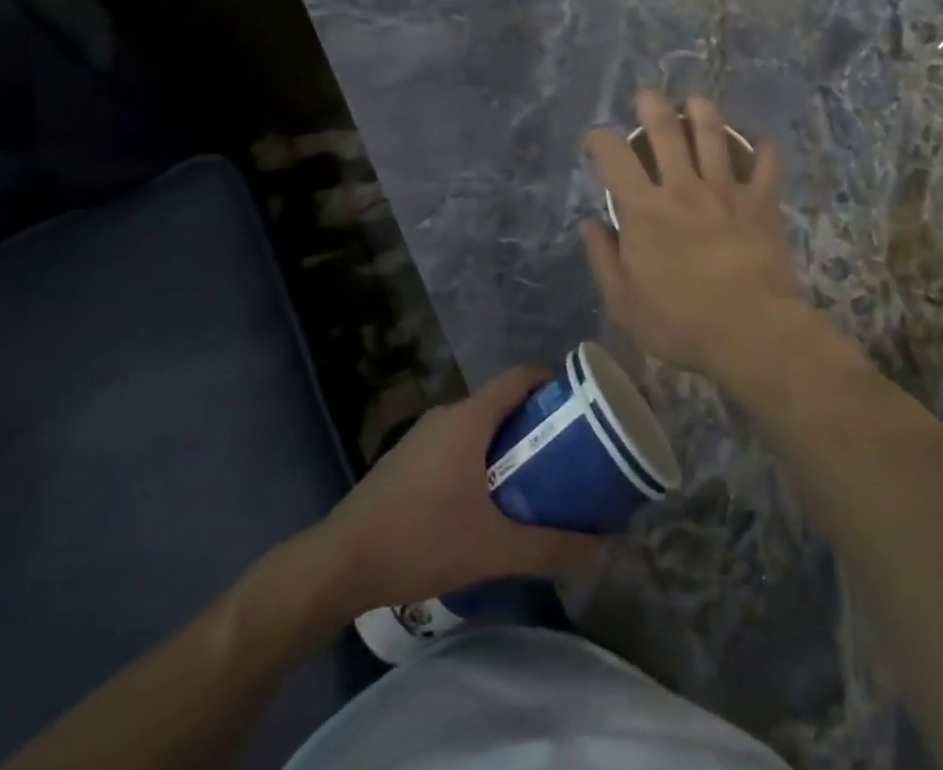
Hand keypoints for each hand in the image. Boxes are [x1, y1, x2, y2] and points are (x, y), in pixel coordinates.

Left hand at [320, 368, 608, 611]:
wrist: (337, 564)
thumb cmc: (420, 539)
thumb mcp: (493, 549)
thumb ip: (551, 549)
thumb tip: (605, 554)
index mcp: (469, 417)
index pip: (520, 377)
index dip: (552, 383)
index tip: (579, 407)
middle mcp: (446, 415)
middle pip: (501, 402)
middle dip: (534, 423)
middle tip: (562, 454)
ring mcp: (420, 437)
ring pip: (476, 426)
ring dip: (504, 445)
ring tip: (530, 481)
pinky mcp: (404, 462)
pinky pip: (453, 445)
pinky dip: (477, 459)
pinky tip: (481, 504)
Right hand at [581, 91, 804, 376]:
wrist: (750, 331)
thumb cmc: (680, 323)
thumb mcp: (624, 303)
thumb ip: (603, 259)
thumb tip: (588, 225)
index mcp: (644, 210)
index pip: (614, 157)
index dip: (600, 139)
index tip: (596, 139)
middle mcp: (683, 188)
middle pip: (666, 129)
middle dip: (652, 105)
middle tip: (647, 96)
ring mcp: (725, 190)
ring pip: (713, 134)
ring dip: (702, 111)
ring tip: (695, 101)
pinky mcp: (761, 202)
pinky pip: (766, 165)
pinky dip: (764, 150)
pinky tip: (760, 142)